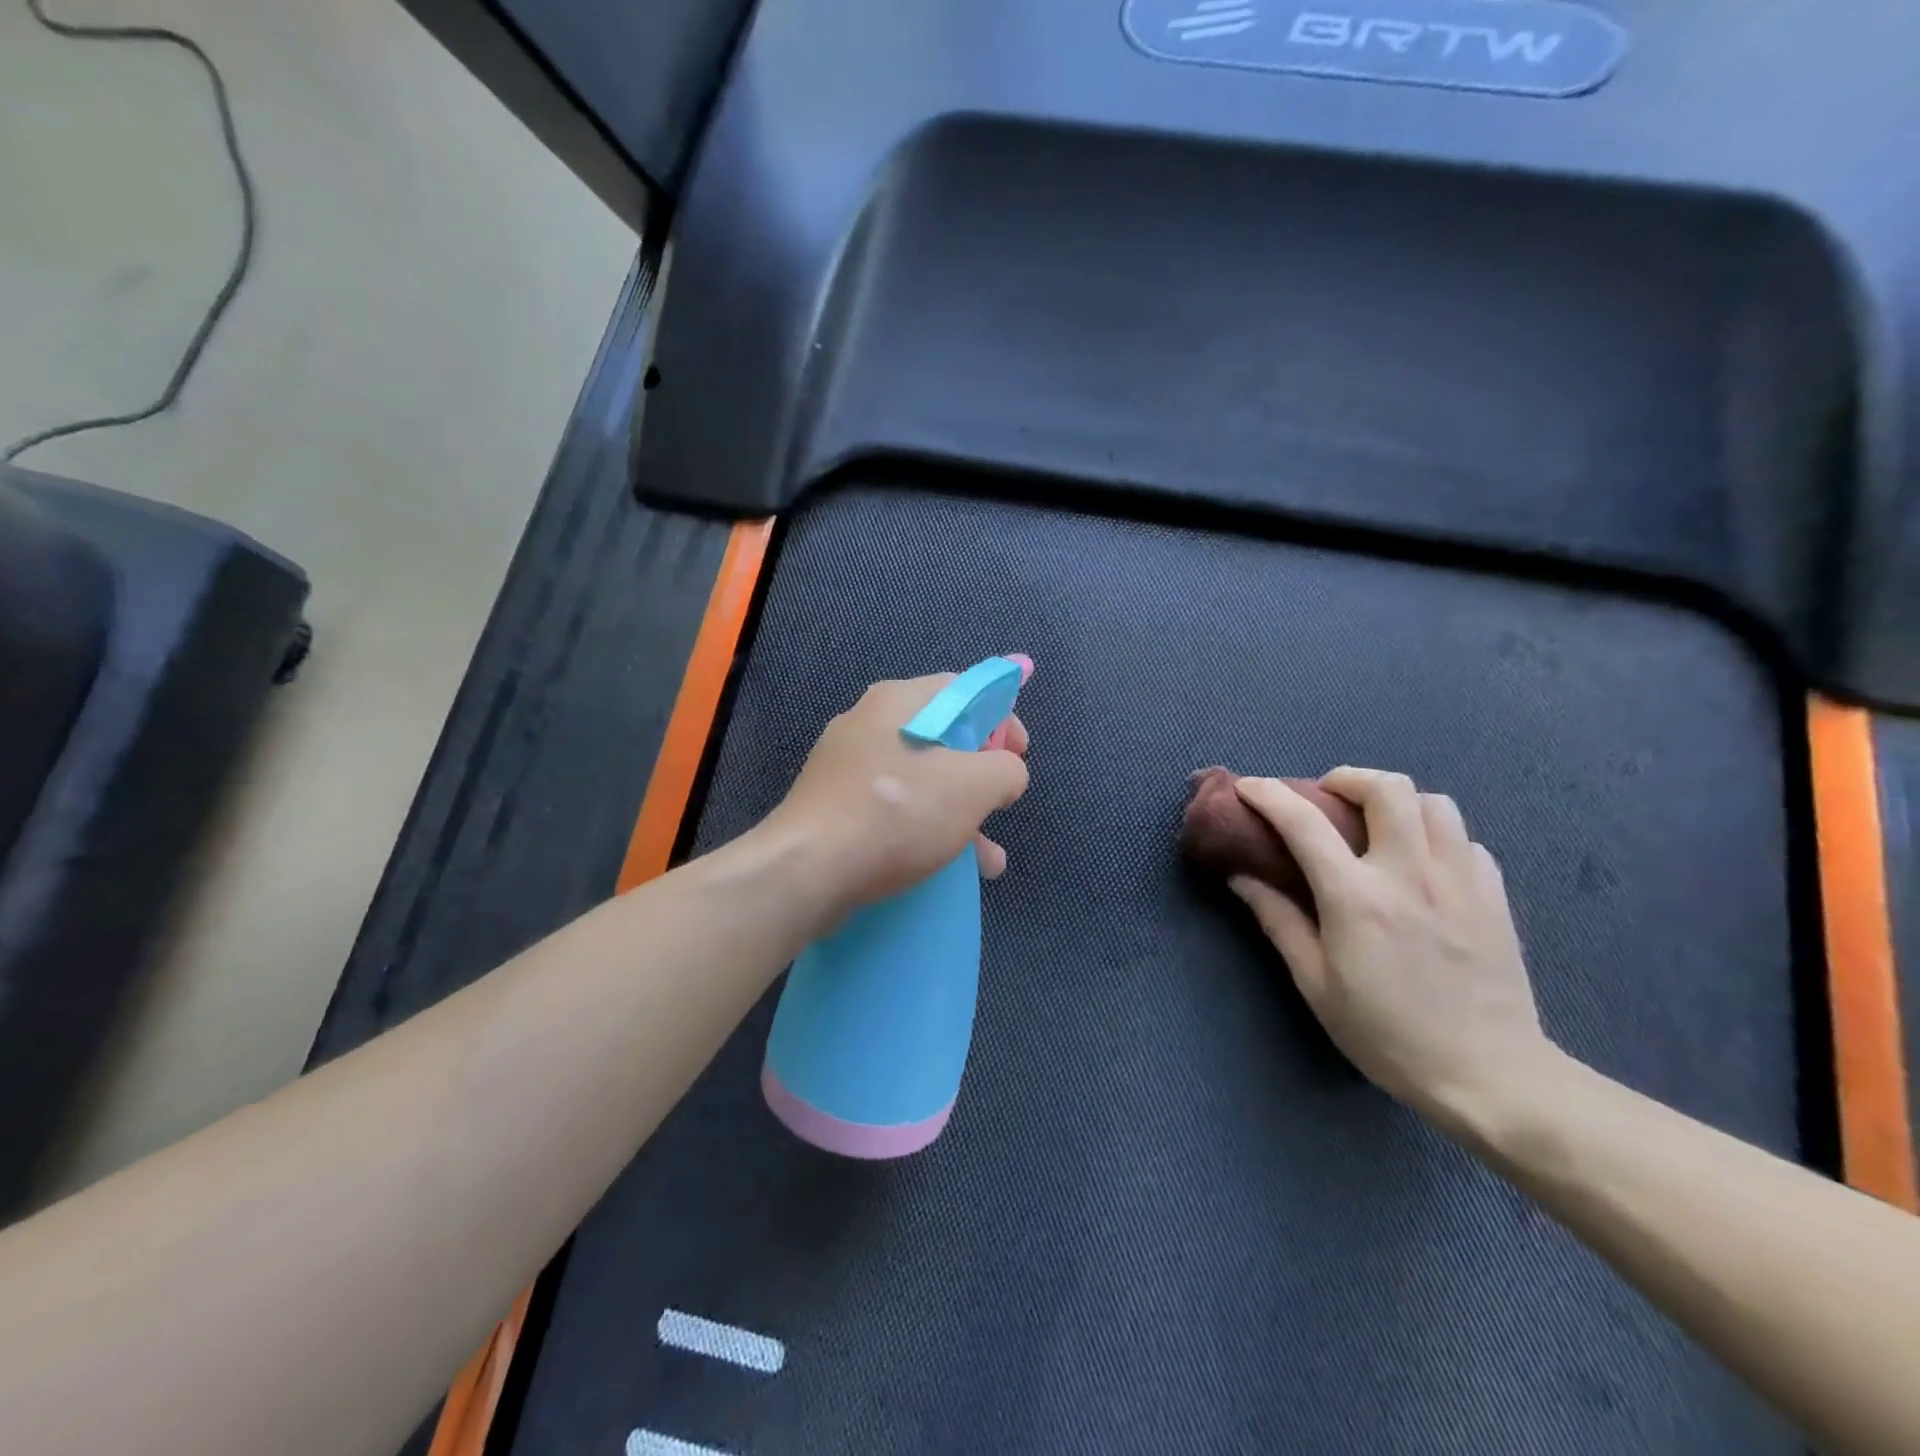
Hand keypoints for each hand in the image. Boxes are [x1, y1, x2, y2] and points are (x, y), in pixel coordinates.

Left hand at [766, 673, 1030, 918]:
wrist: (806, 871)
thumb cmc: (895, 813)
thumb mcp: (972, 786)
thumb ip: (1006, 769)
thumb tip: (1007, 772)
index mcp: (897, 701)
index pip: (963, 689)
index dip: (1001, 716)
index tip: (1020, 752)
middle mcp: (868, 724)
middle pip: (942, 737)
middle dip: (981, 774)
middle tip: (1000, 802)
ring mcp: (847, 768)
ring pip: (920, 781)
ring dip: (960, 814)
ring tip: (988, 859)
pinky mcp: (835, 808)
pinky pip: (894, 810)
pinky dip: (926, 831)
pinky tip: (950, 869)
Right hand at [1230, 768, 1556, 1122]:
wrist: (1490, 1077)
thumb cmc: (1388, 1035)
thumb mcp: (1316, 985)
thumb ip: (1279, 921)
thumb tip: (1242, 878)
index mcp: (1356, 898)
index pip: (1304, 822)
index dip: (1268, 795)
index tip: (1249, 786)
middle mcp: (1409, 874)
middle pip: (1387, 788)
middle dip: (1348, 779)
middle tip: (1327, 798)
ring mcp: (1460, 881)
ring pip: (1434, 803)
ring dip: (1397, 801)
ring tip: (1377, 824)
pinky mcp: (1494, 896)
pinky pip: (1466, 841)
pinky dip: (1436, 836)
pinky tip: (1423, 863)